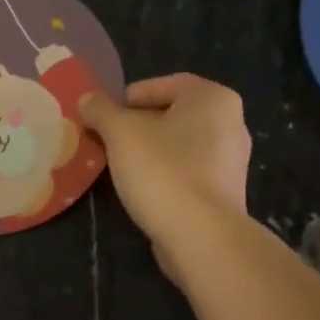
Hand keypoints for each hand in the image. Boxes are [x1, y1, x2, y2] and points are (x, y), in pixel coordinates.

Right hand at [78, 74, 250, 273]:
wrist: (201, 235)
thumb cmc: (162, 170)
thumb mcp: (120, 133)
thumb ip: (101, 111)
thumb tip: (88, 100)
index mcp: (212, 98)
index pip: (164, 84)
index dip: (128, 97)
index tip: (104, 116)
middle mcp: (231, 123)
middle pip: (172, 114)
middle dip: (137, 125)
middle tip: (106, 140)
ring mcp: (231, 161)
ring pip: (179, 145)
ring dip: (149, 151)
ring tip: (119, 165)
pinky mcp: (224, 192)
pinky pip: (188, 171)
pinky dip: (165, 174)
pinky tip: (143, 188)